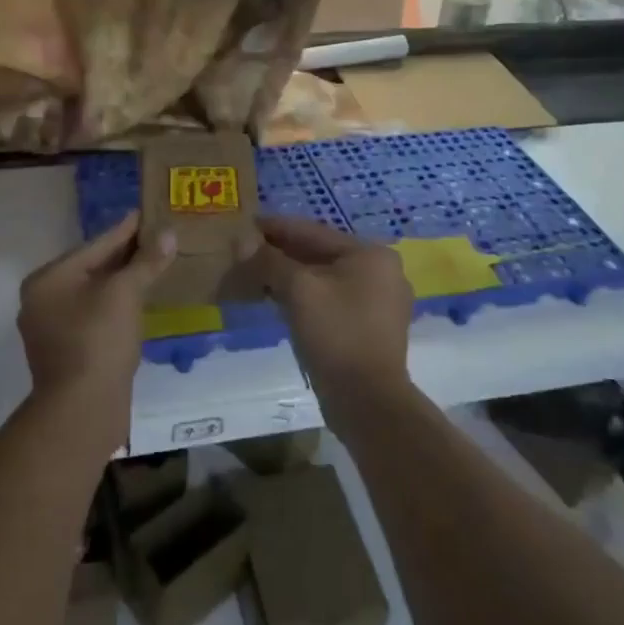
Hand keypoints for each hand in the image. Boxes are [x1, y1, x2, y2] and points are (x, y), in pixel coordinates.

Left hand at [18, 212, 173, 452]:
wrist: (82, 411)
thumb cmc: (98, 341)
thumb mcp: (125, 293)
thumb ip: (145, 261)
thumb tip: (167, 233)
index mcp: (48, 280)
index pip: (95, 245)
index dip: (126, 230)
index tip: (149, 214)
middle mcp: (43, 300)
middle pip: (93, 268)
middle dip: (127, 256)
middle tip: (159, 238)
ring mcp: (53, 329)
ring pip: (96, 294)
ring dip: (124, 282)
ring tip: (155, 266)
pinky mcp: (68, 352)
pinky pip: (96, 317)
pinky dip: (118, 306)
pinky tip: (141, 302)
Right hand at [250, 215, 413, 416]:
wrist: (367, 401)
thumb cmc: (336, 334)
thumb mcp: (298, 289)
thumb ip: (269, 261)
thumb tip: (241, 241)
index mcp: (371, 254)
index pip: (314, 232)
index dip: (276, 227)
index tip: (246, 223)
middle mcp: (382, 271)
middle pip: (321, 254)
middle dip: (282, 253)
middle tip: (246, 250)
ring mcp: (380, 302)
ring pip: (325, 279)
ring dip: (291, 276)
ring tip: (256, 274)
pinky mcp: (371, 328)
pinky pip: (332, 300)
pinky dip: (305, 297)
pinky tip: (278, 299)